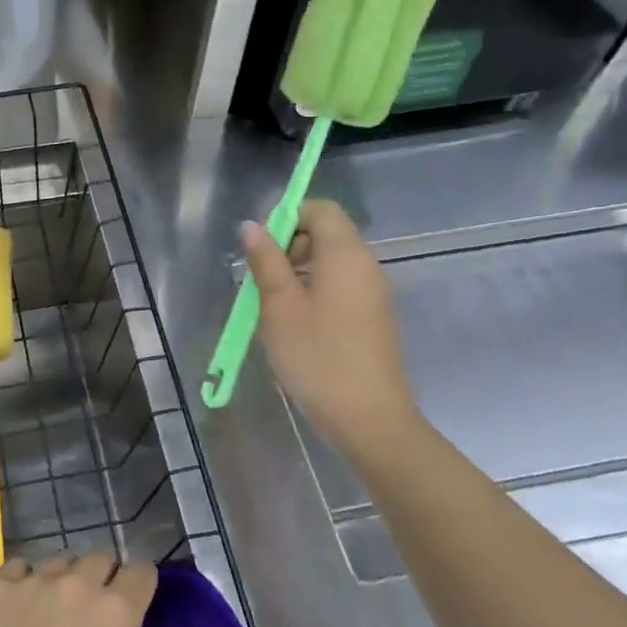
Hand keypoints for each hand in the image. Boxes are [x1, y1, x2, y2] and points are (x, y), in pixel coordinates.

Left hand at [0, 554, 261, 626]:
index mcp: (117, 607)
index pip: (141, 571)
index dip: (142, 588)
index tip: (135, 614)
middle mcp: (77, 580)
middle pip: (100, 559)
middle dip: (105, 580)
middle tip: (99, 620)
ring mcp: (33, 581)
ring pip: (60, 561)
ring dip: (67, 579)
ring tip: (61, 617)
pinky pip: (18, 568)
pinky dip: (25, 581)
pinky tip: (23, 612)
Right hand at [243, 198, 422, 452]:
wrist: (368, 418)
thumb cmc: (317, 357)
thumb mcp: (279, 306)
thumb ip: (266, 261)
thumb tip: (252, 226)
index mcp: (345, 255)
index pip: (320, 209)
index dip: (288, 217)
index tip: (261, 248)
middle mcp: (366, 265)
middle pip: (327, 233)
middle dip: (289, 245)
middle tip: (261, 280)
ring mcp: (374, 292)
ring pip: (332, 261)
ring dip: (298, 271)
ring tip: (273, 305)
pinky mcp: (374, 316)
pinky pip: (341, 285)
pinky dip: (315, 290)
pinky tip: (296, 324)